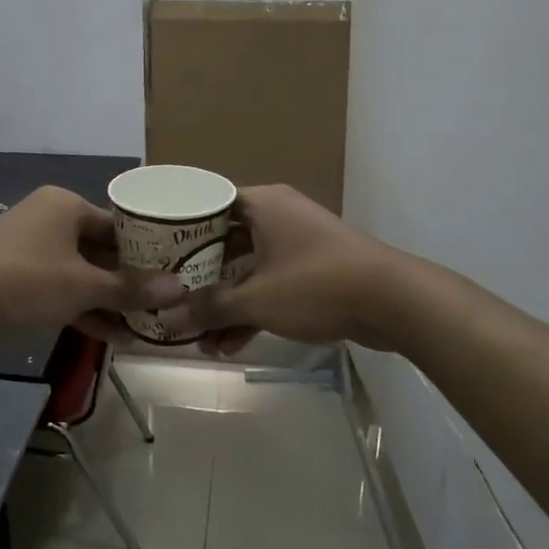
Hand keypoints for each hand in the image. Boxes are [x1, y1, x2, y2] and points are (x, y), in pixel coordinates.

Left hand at [0, 186, 183, 334]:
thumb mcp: (83, 286)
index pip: (118, 224)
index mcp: (66, 205)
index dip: (147, 251)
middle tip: (160, 305)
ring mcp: (29, 248)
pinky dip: (80, 307)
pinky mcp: (15, 276)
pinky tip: (110, 336)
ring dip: (106, 300)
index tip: (172, 275)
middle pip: (99, 250)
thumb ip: (130, 289)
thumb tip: (180, 291)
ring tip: (141, 328)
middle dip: (127, 282)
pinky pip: (58, 288)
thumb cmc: (26, 279)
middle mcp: (49, 219)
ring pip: (79, 273)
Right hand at [157, 185, 400, 353]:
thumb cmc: (316, 285)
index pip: (207, 204)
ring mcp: (298, 242)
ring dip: (225, 301)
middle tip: (169, 296)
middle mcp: (278, 215)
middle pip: (224, 240)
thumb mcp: (256, 299)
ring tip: (197, 335)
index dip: (179, 228)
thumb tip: (167, 321)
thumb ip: (209, 309)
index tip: (154, 251)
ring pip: (247, 267)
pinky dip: (252, 308)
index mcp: (261, 204)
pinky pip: (270, 283)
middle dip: (199, 275)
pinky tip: (228, 344)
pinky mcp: (314, 270)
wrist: (394, 301)